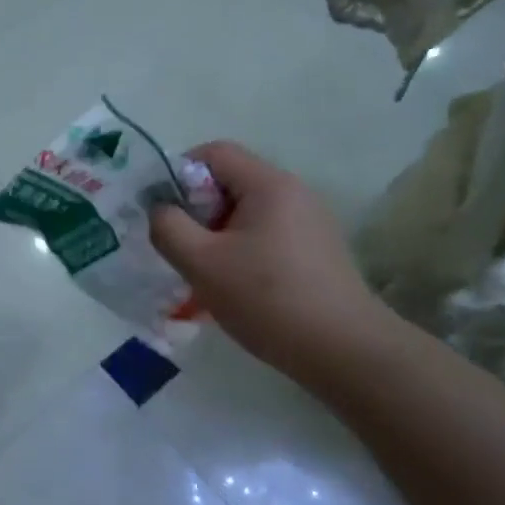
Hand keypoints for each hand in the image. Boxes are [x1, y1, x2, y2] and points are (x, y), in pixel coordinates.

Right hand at [152, 142, 394, 382]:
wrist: (344, 351)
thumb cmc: (267, 298)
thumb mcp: (201, 262)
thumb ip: (168, 227)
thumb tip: (160, 210)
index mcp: (269, 184)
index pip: (214, 153)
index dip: (178, 175)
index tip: (165, 214)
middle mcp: (294, 192)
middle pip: (230, 182)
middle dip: (197, 210)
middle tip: (182, 249)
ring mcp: (310, 222)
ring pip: (246, 212)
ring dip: (217, 235)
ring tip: (206, 273)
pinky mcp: (317, 250)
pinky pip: (266, 235)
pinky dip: (242, 251)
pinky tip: (237, 288)